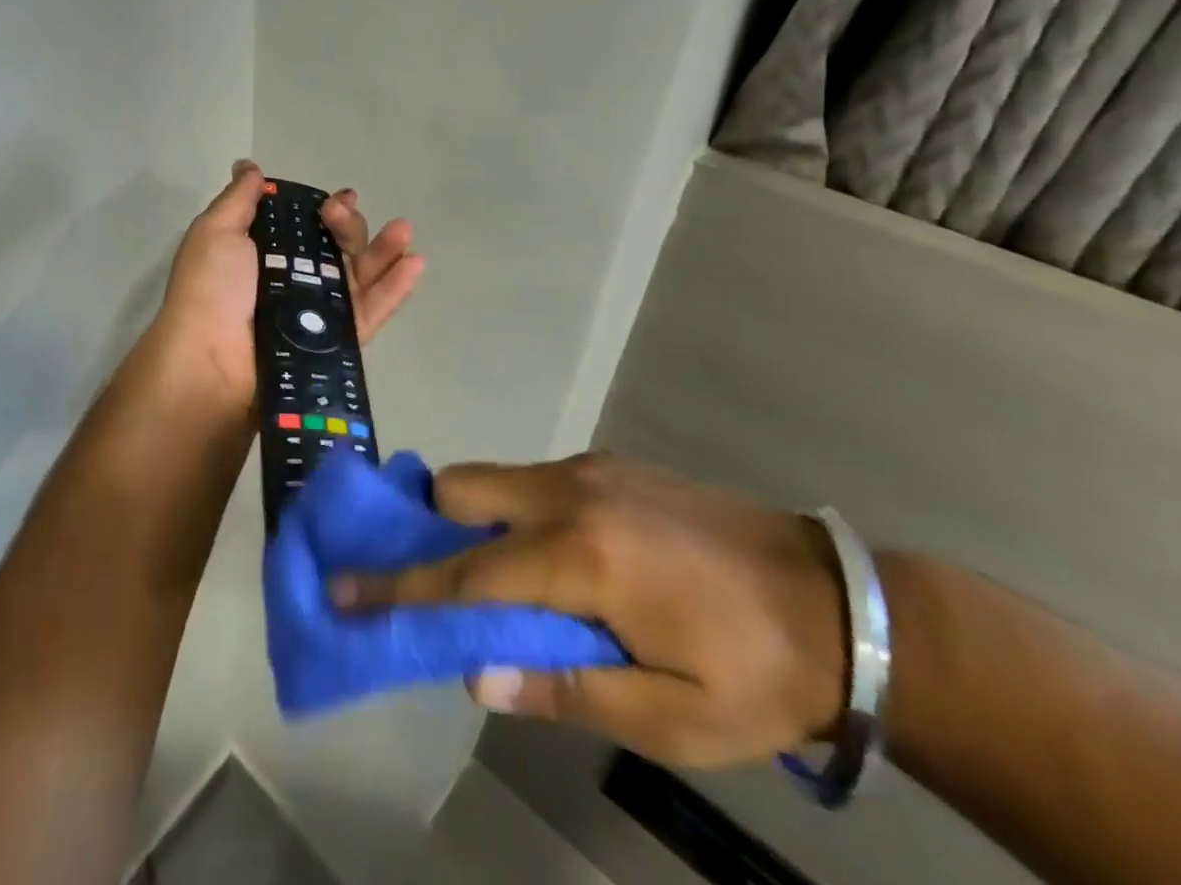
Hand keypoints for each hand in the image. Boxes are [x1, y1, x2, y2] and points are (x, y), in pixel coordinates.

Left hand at [156, 161, 425, 404]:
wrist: (211, 360)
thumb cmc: (211, 289)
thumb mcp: (216, 231)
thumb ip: (238, 199)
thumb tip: (248, 166)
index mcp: (267, 255)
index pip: (308, 227)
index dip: (327, 211)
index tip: (338, 199)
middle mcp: (296, 281)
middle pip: (338, 247)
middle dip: (348, 225)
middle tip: (339, 214)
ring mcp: (319, 313)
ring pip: (360, 276)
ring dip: (385, 250)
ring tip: (403, 228)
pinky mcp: (338, 341)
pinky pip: (371, 312)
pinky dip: (395, 289)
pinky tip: (415, 263)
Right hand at [332, 453, 846, 767]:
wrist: (839, 602)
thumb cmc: (756, 675)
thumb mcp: (669, 718)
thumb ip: (564, 689)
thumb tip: (475, 674)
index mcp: (582, 556)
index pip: (465, 575)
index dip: (399, 589)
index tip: (340, 590)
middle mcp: (572, 492)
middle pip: (463, 489)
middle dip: (434, 529)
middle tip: (440, 582)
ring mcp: (591, 468)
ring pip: (497, 478)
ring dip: (478, 521)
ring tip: (507, 581)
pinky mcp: (611, 462)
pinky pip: (536, 480)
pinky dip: (519, 512)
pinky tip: (563, 560)